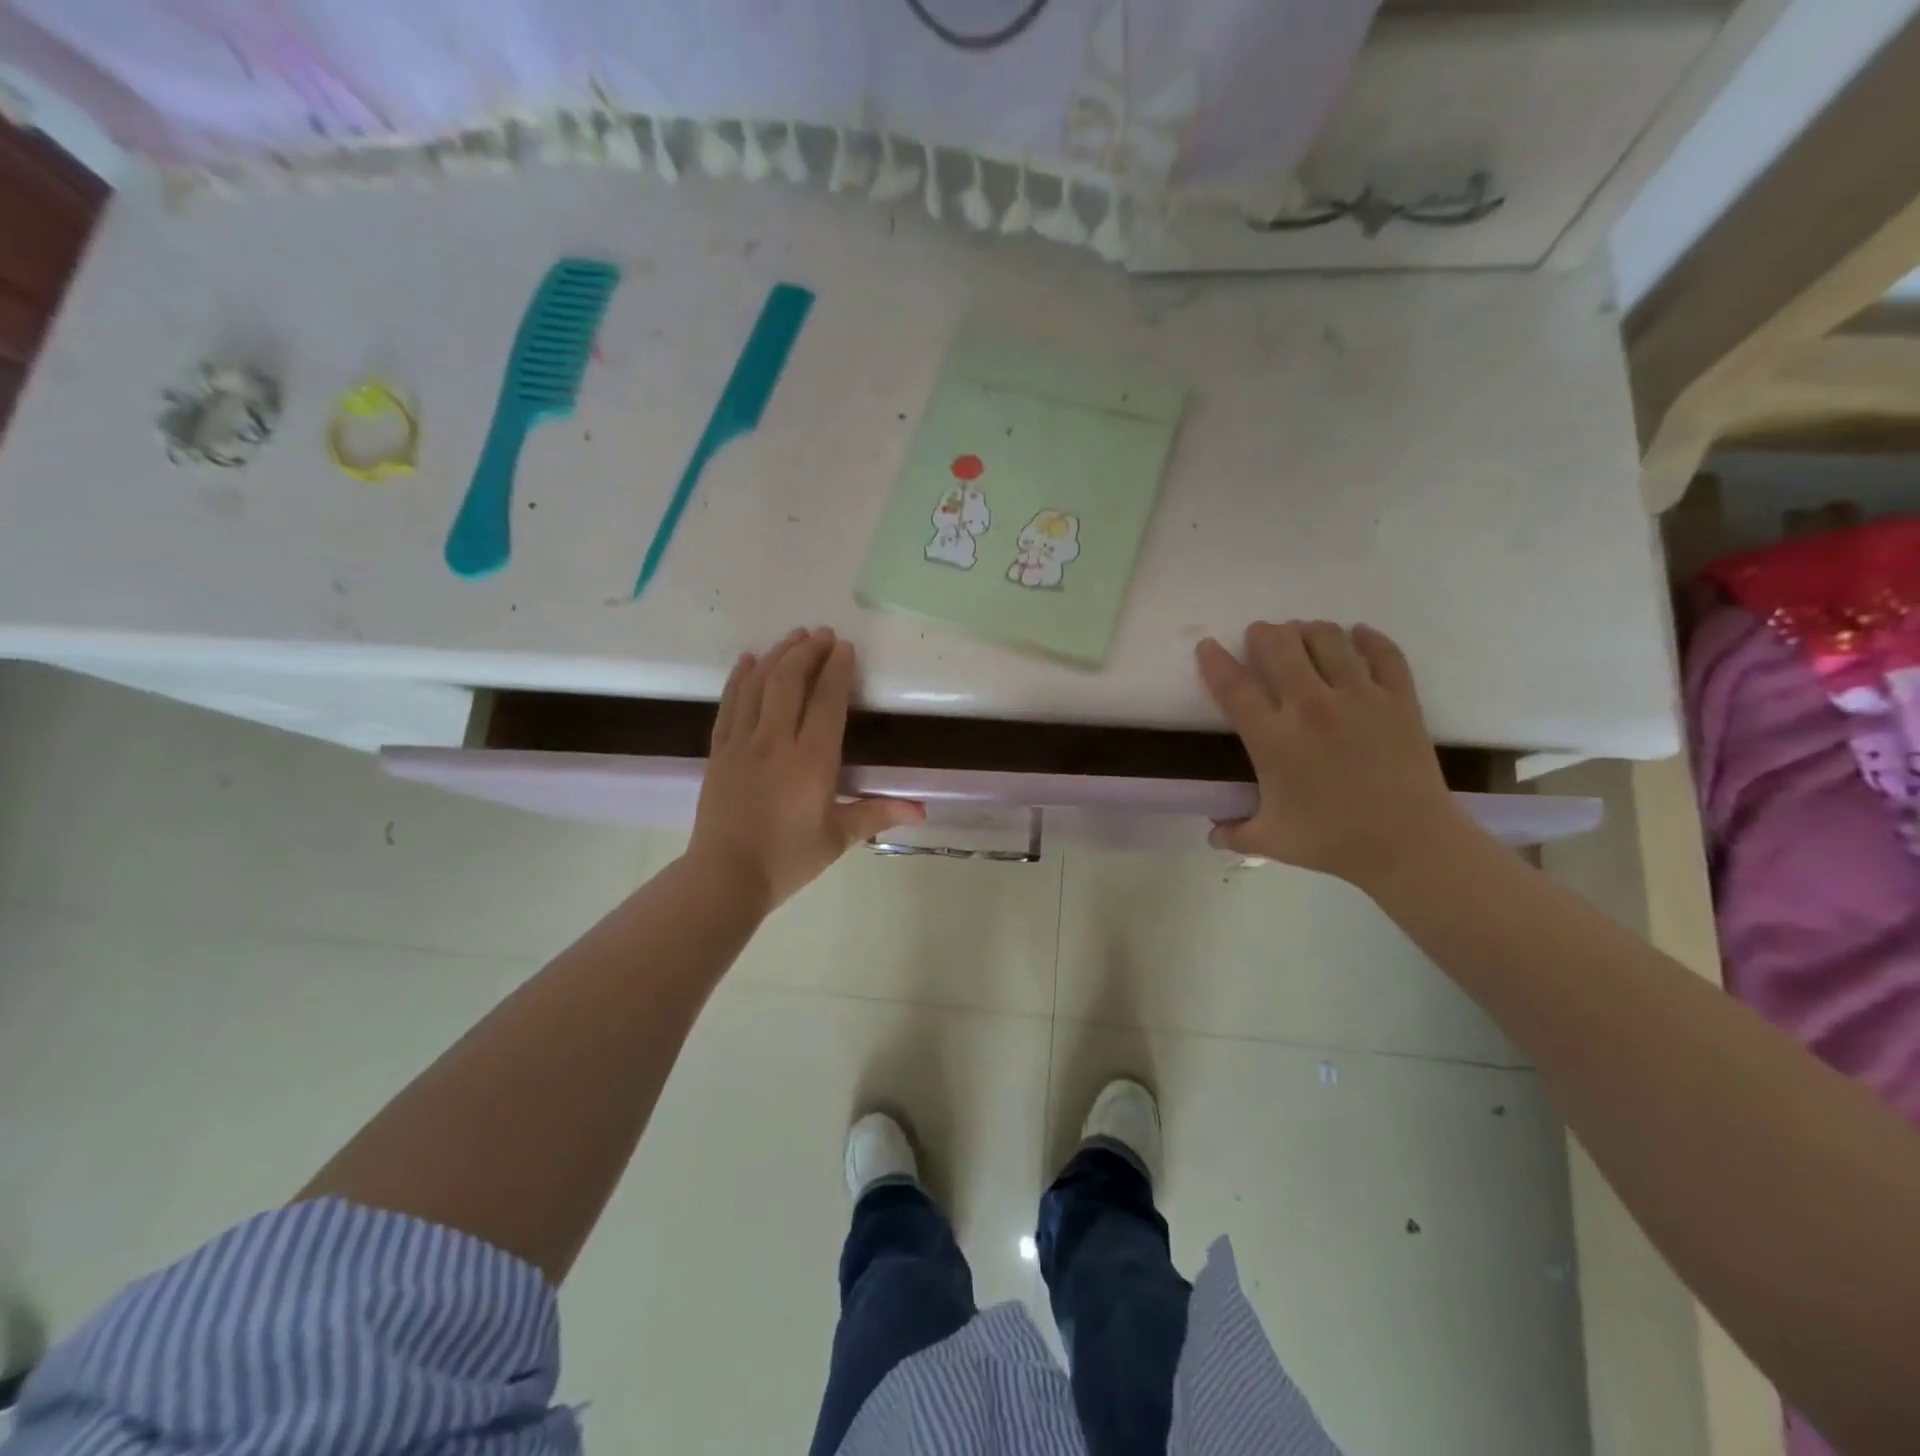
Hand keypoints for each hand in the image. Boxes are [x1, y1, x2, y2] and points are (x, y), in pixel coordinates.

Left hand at [686, 628, 924, 913]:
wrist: (725, 876)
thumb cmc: (788, 858)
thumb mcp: (838, 837)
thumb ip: (878, 814)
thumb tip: (921, 809)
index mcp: (812, 759)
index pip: (827, 700)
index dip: (837, 669)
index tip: (844, 646)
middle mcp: (776, 741)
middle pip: (790, 681)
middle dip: (807, 651)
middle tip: (822, 634)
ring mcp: (743, 743)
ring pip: (759, 685)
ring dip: (777, 656)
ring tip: (793, 637)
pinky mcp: (719, 751)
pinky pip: (729, 704)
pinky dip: (740, 678)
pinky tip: (748, 661)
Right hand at [1195, 620, 1473, 887]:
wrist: (1409, 844)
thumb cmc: (1332, 841)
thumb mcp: (1271, 841)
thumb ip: (1235, 833)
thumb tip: (1214, 832)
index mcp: (1273, 740)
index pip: (1234, 687)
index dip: (1215, 661)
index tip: (1208, 646)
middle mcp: (1311, 708)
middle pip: (1280, 647)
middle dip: (1264, 634)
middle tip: (1260, 635)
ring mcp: (1359, 698)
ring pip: (1328, 639)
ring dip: (1308, 630)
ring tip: (1302, 633)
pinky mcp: (1398, 699)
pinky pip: (1384, 653)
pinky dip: (1369, 638)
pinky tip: (1358, 635)